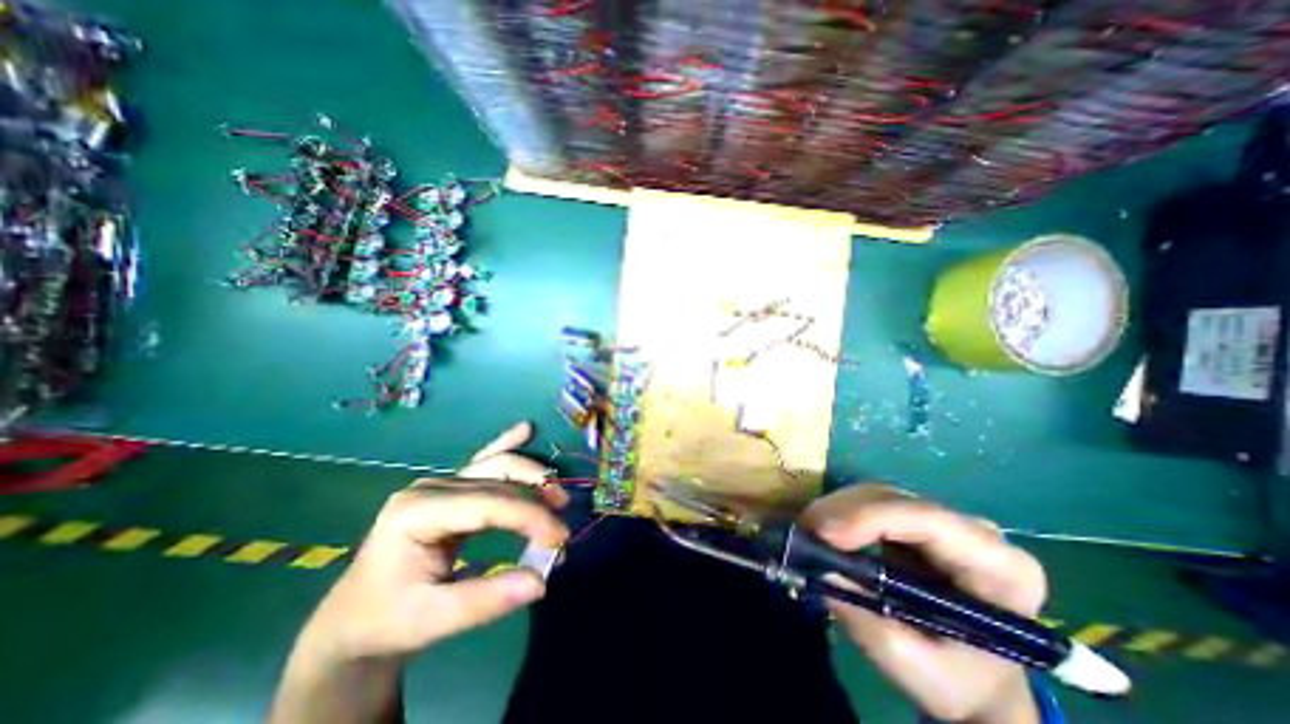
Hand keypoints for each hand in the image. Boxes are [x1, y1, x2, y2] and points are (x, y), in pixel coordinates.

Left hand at [299, 420, 571, 664]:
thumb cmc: (388, 620)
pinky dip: (507, 445)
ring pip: (497, 466)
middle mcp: (431, 488)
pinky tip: (525, 429)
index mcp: (417, 512)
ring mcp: (440, 483)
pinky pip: (484, 461)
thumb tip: (542, 581)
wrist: (354, 620)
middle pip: (498, 480)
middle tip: (562, 529)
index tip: (560, 538)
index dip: (531, 516)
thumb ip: (488, 600)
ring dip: (532, 477)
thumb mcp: (433, 620)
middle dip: (537, 499)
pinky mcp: (449, 488)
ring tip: (559, 498)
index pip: (489, 503)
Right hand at [805, 488, 1044, 723]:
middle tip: (803, 530)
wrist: (973, 680)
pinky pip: (872, 503)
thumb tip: (818, 569)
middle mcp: (974, 531)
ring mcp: (943, 521)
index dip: (869, 517)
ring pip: (879, 495)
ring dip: (837, 509)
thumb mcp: (910, 663)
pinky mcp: (916, 521)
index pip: (928, 520)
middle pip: (896, 500)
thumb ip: (865, 617)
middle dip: (843, 511)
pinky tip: (823, 529)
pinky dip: (841, 514)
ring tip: (807, 531)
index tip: (823, 533)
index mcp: (999, 567)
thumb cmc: (956, 681)